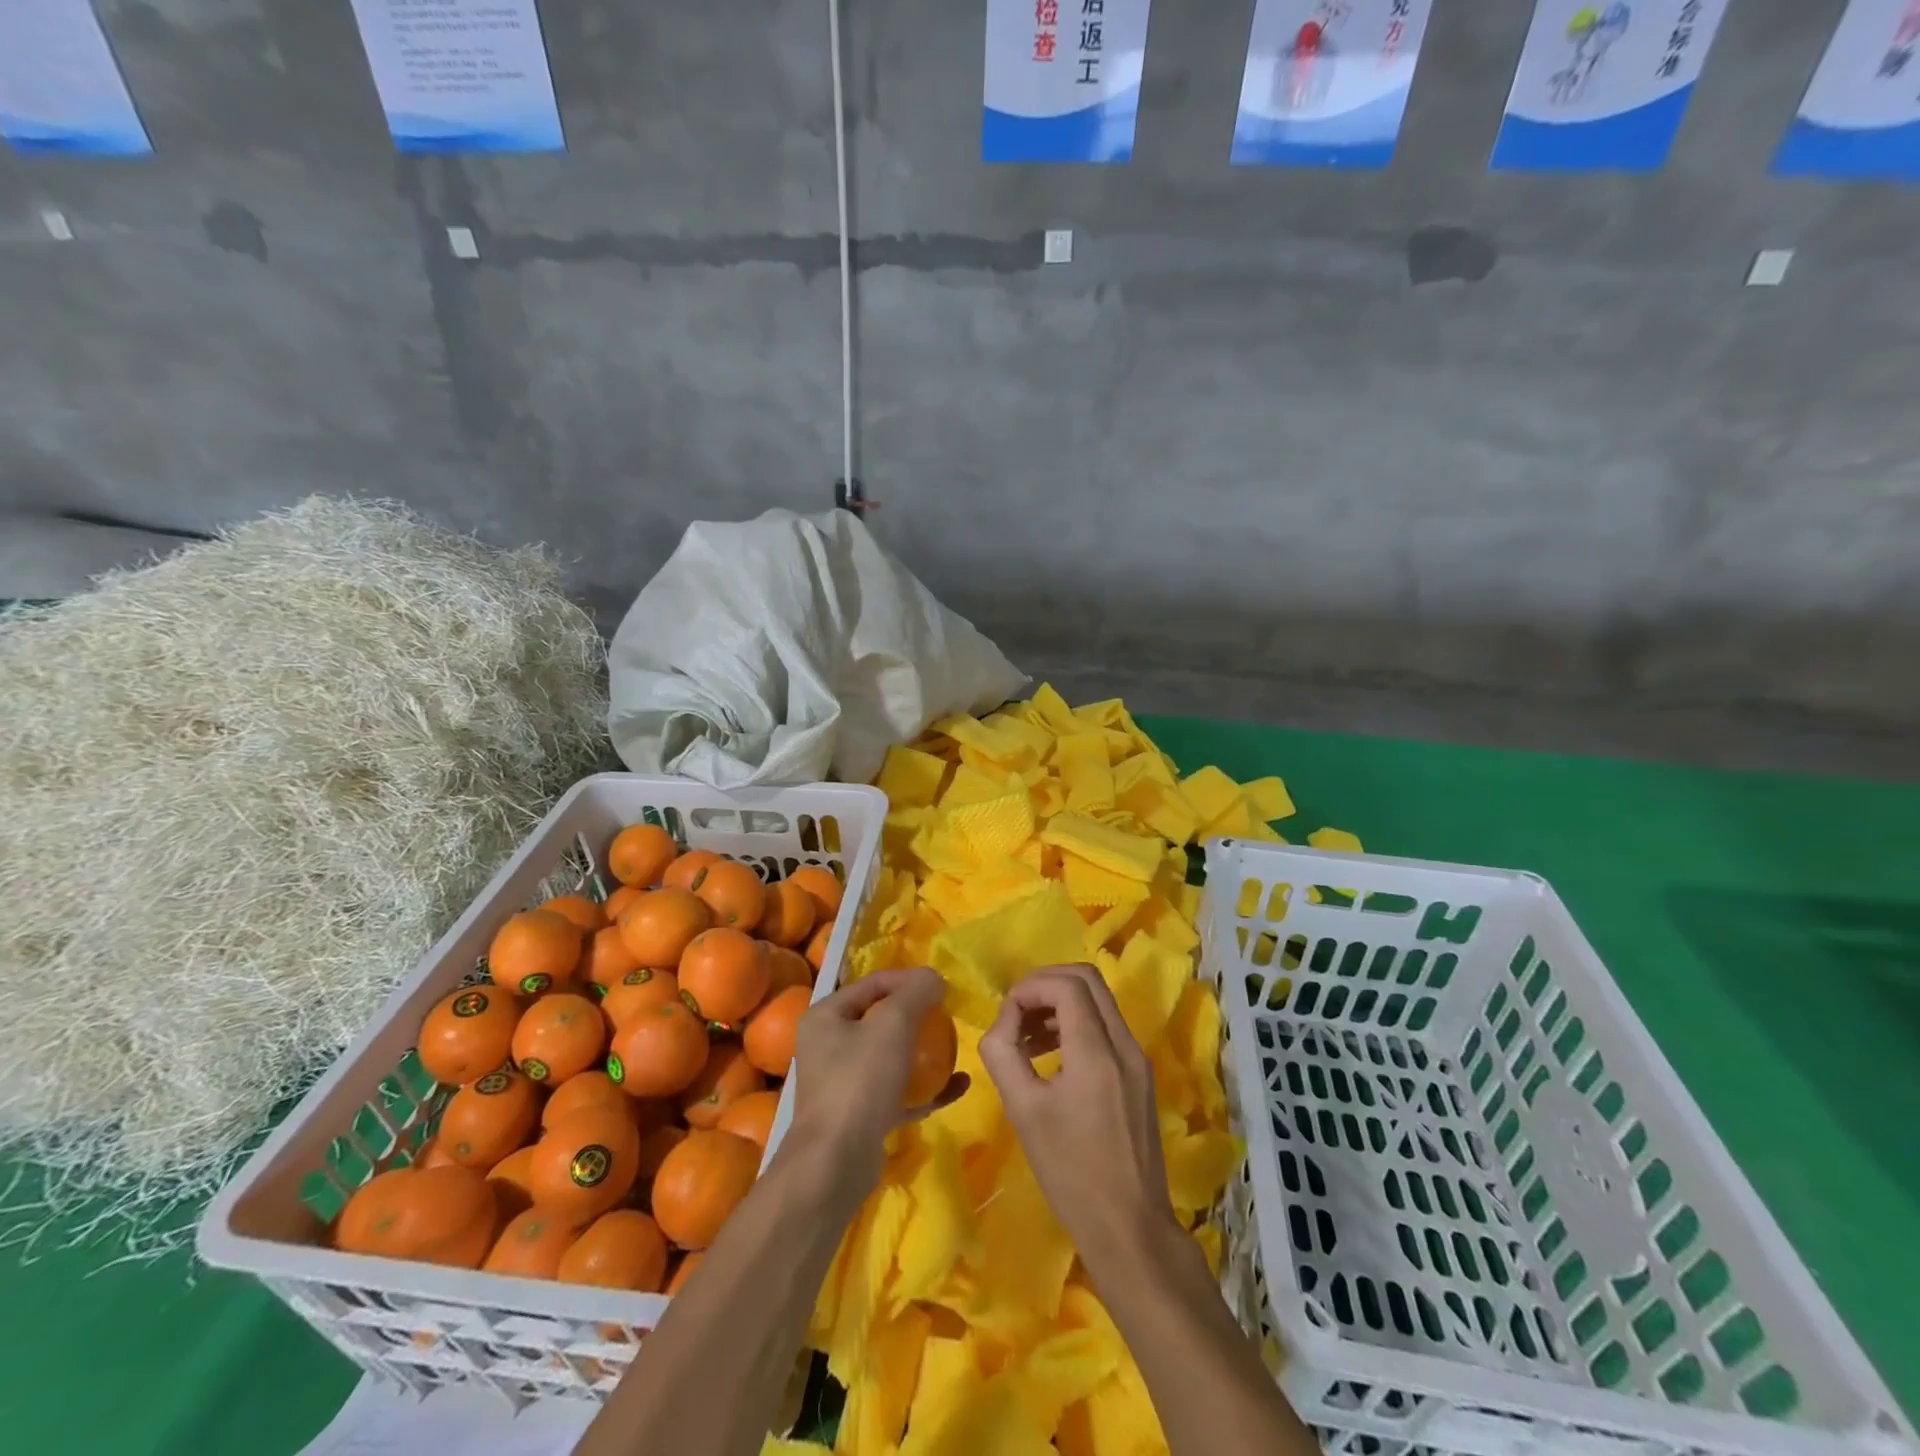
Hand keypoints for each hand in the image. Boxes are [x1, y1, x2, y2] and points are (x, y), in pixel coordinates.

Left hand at [785, 968, 967, 1200]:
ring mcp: (844, 1084)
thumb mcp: (893, 1024)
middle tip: (948, 1017)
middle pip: (880, 1019)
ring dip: (924, 1053)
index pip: (872, 983)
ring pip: (891, 1057)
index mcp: (826, 1016)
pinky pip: (898, 1092)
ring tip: (955, 1048)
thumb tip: (934, 978)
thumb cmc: (860, 1080)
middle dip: (917, 1016)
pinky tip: (958, 1086)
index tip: (941, 987)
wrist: (836, 1163)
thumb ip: (916, 992)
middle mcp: (829, 1046)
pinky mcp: (861, 1116)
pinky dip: (926, 1087)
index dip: (908, 979)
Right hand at [979, 964, 1180, 1277]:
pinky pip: (1107, 1027)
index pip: (1067, 986)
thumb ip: (1003, 1054)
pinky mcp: (1140, 1075)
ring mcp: (1138, 1058)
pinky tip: (1053, 1056)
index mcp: (1097, 1052)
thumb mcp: (1023, 1111)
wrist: (1130, 1228)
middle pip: (1087, 979)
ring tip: (1027, 1037)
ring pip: (1099, 1001)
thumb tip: (1002, 1023)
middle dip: (1046, 985)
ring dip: (1061, 1003)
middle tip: (1017, 1013)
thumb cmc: (1071, 1173)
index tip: (1006, 1014)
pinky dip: (1077, 1024)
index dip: (1030, 987)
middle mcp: (1124, 1045)